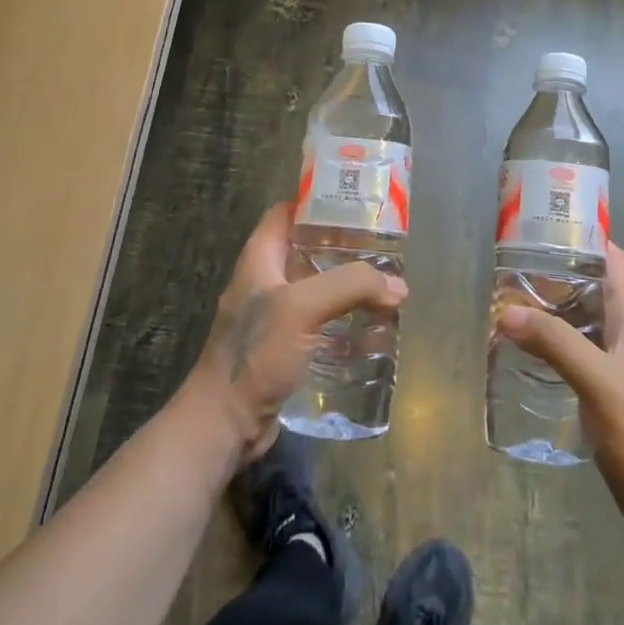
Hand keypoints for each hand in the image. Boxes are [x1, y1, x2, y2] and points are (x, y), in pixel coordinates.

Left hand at [185, 201, 406, 462]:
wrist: (225, 423)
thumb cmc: (255, 353)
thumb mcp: (302, 307)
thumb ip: (350, 286)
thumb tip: (398, 286)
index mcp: (260, 258)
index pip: (287, 212)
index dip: (317, 201)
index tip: (356, 201)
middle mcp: (266, 281)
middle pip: (308, 250)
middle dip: (344, 247)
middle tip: (384, 247)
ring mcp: (275, 316)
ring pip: (317, 288)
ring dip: (348, 287)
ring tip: (387, 286)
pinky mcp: (286, 348)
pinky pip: (320, 322)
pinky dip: (344, 320)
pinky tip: (372, 327)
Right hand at [495, 241, 623, 527]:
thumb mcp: (596, 381)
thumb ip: (554, 343)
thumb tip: (506, 311)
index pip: (617, 262)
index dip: (588, 240)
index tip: (548, 228)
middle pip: (598, 287)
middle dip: (562, 272)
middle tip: (517, 264)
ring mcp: (623, 363)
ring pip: (588, 318)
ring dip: (557, 306)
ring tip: (516, 299)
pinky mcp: (611, 388)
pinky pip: (582, 348)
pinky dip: (558, 339)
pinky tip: (531, 347)